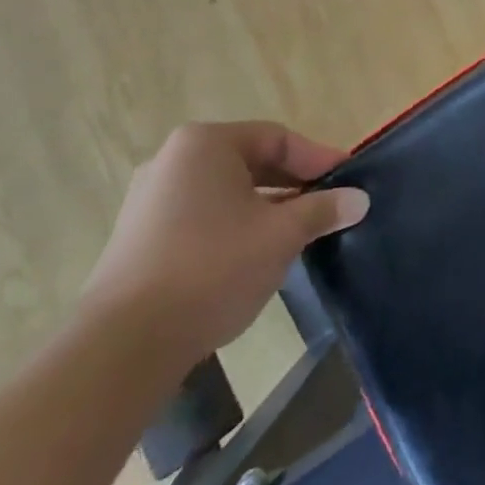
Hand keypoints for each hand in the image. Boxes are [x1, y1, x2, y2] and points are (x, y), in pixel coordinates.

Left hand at [81, 122, 369, 365]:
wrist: (124, 346)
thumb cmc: (213, 268)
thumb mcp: (281, 235)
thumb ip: (323, 210)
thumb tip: (360, 199)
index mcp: (206, 144)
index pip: (277, 138)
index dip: (317, 159)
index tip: (347, 181)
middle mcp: (172, 160)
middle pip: (250, 162)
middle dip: (292, 184)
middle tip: (327, 206)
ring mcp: (148, 201)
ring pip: (226, 193)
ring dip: (265, 208)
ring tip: (297, 234)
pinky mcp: (137, 239)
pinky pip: (200, 217)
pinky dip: (234, 227)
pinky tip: (254, 256)